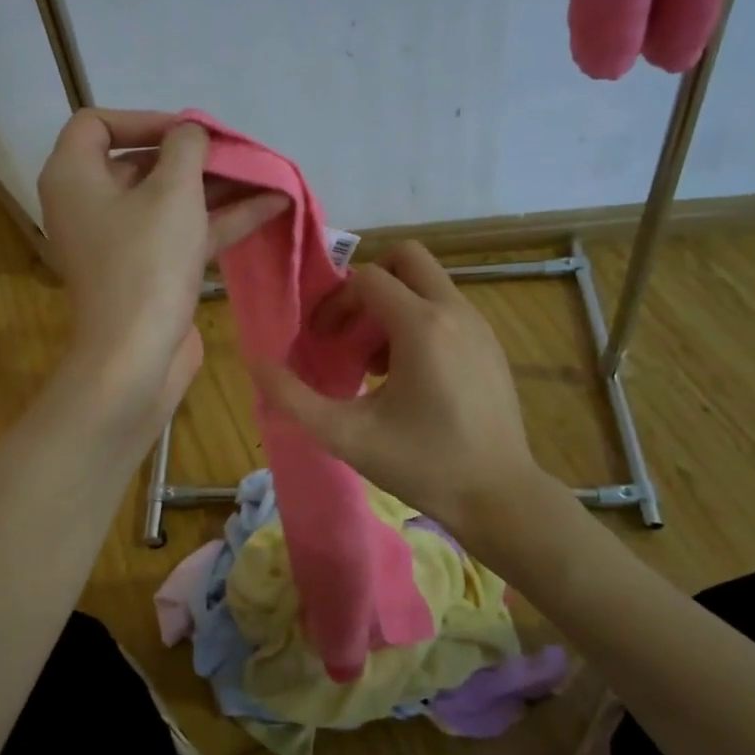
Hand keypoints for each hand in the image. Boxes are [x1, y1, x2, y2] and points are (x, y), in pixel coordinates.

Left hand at [38, 109, 287, 429]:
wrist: (135, 358)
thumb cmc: (146, 262)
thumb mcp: (172, 192)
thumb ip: (186, 148)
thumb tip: (190, 132)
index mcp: (74, 177)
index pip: (97, 124)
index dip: (145, 119)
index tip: (189, 131)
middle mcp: (90, 205)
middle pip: (142, 163)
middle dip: (196, 156)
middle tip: (239, 152)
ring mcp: (121, 242)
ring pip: (170, 200)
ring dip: (218, 187)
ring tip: (268, 174)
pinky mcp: (148, 271)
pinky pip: (183, 233)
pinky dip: (221, 219)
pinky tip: (271, 206)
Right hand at [251, 241, 541, 532]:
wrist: (499, 496)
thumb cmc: (421, 465)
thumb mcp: (346, 435)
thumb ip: (293, 398)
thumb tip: (255, 363)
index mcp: (422, 325)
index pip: (367, 278)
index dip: (336, 302)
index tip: (322, 340)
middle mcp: (456, 311)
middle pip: (407, 259)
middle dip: (370, 284)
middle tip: (351, 330)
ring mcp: (481, 326)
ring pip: (429, 284)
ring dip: (395, 306)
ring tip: (377, 364)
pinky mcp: (492, 346)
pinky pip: (449, 310)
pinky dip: (421, 323)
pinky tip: (411, 378)